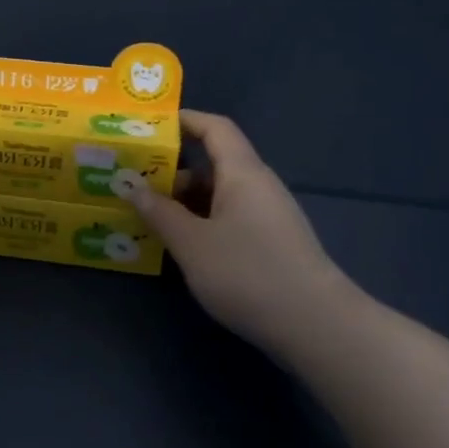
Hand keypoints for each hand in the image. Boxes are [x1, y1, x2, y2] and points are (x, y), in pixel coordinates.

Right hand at [121, 111, 354, 346]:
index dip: (184, 121)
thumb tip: (132, 187)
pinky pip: (228, 218)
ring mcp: (267, 217)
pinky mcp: (271, 244)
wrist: (316, 326)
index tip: (148, 128)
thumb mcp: (191, 243)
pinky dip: (201, 223)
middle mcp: (258, 187)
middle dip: (172, 171)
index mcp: (242, 173)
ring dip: (184, 202)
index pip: (215, 128)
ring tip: (147, 217)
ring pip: (219, 195)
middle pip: (213, 164)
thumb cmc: (248, 273)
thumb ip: (159, 213)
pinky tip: (180, 245)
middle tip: (133, 182)